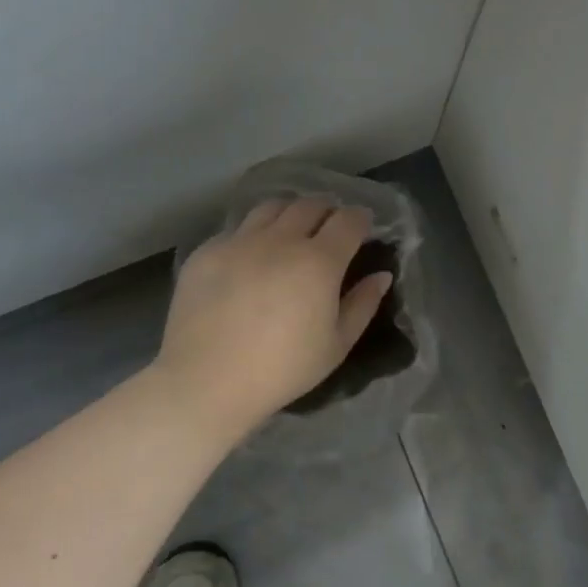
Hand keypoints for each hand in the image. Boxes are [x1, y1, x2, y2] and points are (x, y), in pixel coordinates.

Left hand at [148, 199, 393, 441]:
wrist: (206, 383)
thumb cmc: (282, 369)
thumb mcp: (336, 345)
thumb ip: (363, 304)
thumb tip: (381, 275)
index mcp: (319, 261)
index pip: (349, 219)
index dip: (360, 218)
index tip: (363, 227)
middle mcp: (281, 240)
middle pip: (311, 204)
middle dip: (326, 211)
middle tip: (328, 230)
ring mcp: (241, 241)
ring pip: (272, 207)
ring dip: (290, 213)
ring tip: (290, 232)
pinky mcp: (208, 251)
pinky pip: (237, 229)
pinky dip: (252, 234)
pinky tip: (250, 258)